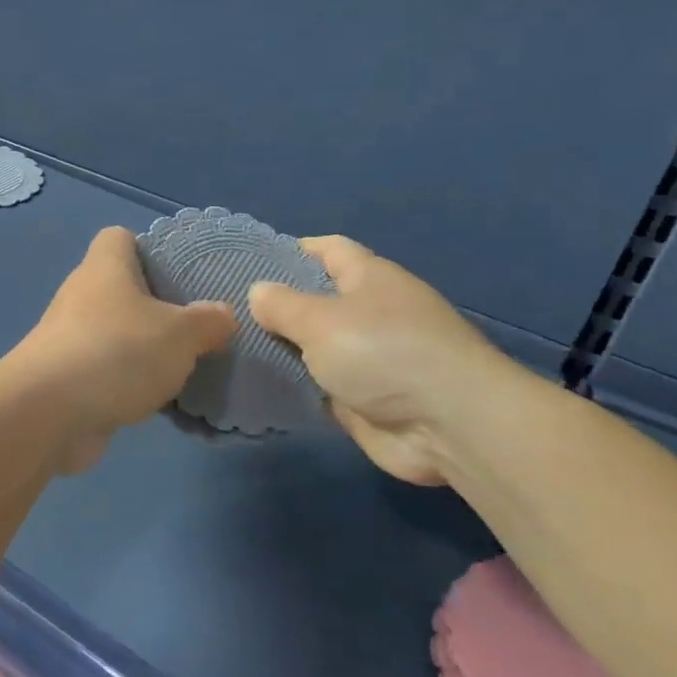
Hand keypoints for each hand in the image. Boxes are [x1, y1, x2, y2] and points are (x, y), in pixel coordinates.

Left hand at [7, 227, 235, 471]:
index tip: (181, 273)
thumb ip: (206, 322)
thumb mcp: (180, 335)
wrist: (47, 413)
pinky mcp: (66, 378)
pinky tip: (157, 401)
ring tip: (184, 366)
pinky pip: (105, 371)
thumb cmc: (117, 353)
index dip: (149, 248)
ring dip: (142, 349)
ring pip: (114, 333)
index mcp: (104, 267)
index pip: (120, 238)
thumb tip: (223, 314)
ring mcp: (68, 338)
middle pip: (120, 288)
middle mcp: (81, 295)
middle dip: (155, 306)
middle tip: (195, 327)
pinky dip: (127, 383)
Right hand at [248, 236, 505, 484]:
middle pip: (317, 300)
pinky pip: (320, 385)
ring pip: (315, 346)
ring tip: (232, 346)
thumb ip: (283, 305)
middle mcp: (371, 313)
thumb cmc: (383, 353)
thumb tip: (258, 291)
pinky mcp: (364, 399)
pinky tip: (257, 384)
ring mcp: (369, 358)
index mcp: (370, 278)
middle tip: (227, 310)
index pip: (328, 250)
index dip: (291, 251)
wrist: (449, 427)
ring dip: (283, 349)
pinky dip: (295, 385)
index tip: (248, 261)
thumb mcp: (321, 320)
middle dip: (277, 305)